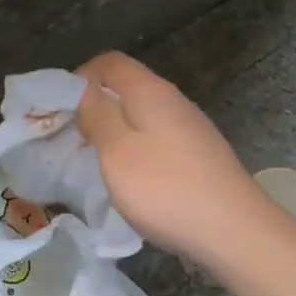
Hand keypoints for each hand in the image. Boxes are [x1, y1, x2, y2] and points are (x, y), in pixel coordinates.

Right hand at [75, 52, 275, 266]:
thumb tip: (85, 90)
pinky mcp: (200, 156)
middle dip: (94, 106)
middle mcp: (174, 102)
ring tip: (95, 160)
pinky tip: (130, 180)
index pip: (110, 62)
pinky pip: (157, 139)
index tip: (59, 108)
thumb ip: (96, 114)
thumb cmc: (166, 189)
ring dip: (113, 131)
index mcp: (151, 92)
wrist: (235, 233)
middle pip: (127, 87)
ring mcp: (191, 129)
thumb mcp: (116, 151)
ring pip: (142, 115)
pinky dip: (135, 149)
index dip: (80, 76)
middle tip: (72, 138)